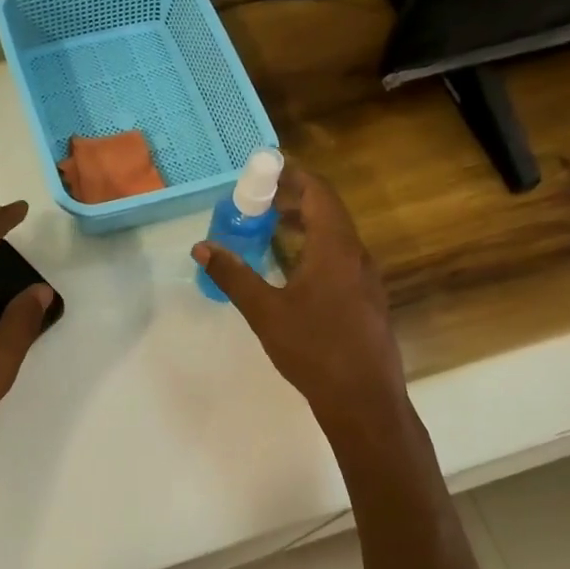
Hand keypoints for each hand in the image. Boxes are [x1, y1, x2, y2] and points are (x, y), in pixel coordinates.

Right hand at [194, 167, 410, 433]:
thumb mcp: (265, 311)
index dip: (294, 175)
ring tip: (271, 227)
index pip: (319, 193)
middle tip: (259, 198)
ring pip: (336, 235)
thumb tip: (202, 247)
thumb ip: (233, 275)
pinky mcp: (367, 299)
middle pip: (328, 210)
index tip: (266, 168)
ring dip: (305, 224)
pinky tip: (293, 268)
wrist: (364, 400)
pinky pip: (340, 257)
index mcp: (336, 248)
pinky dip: (315, 247)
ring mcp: (366, 279)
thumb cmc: (314, 349)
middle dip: (294, 198)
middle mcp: (357, 255)